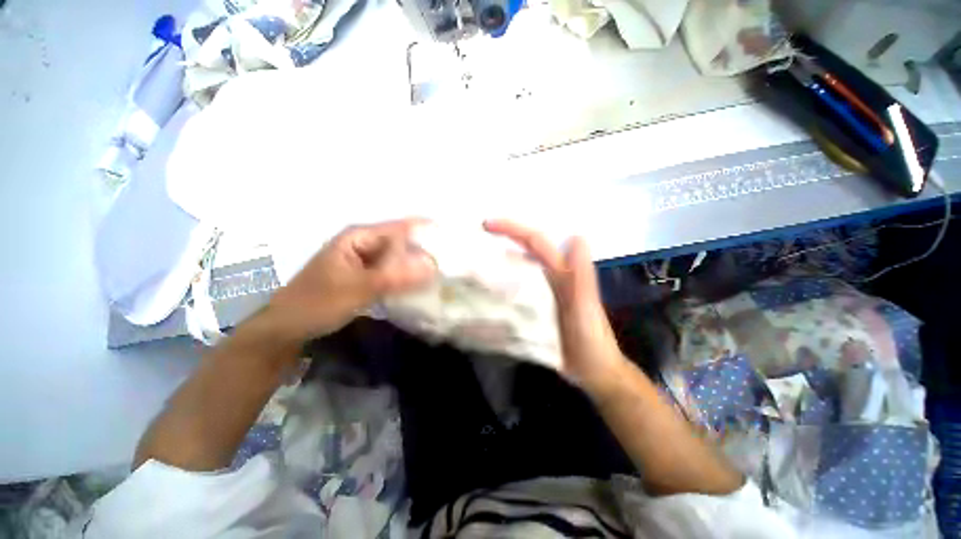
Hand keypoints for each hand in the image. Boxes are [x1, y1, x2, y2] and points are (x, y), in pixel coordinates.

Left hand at [266, 219, 436, 342]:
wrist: (288, 328)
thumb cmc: (316, 303)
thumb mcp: (358, 289)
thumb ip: (395, 278)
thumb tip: (433, 267)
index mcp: (359, 237)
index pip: (401, 228)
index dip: (426, 232)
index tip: (452, 242)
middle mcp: (364, 243)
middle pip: (402, 243)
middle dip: (425, 252)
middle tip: (452, 264)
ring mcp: (365, 260)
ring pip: (398, 259)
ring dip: (417, 267)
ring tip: (443, 275)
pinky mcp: (366, 276)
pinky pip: (393, 273)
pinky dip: (406, 278)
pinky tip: (421, 287)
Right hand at [484, 220, 629, 392]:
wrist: (593, 371)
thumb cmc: (591, 340)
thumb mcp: (585, 309)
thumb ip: (582, 277)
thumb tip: (577, 237)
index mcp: (562, 273)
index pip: (536, 243)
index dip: (513, 230)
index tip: (486, 226)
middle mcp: (551, 277)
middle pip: (525, 251)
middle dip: (503, 240)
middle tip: (472, 239)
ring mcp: (543, 293)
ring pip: (520, 269)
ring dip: (499, 260)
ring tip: (473, 261)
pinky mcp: (537, 308)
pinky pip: (518, 289)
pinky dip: (503, 284)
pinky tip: (487, 291)